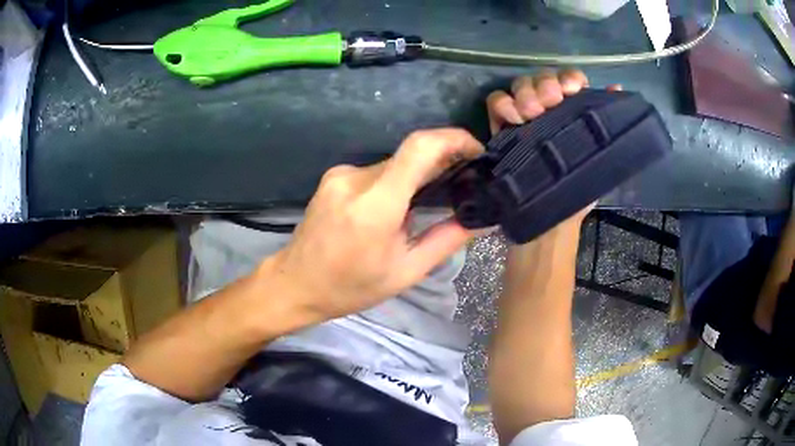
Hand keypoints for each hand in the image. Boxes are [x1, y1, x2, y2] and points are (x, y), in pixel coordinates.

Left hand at [267, 129, 483, 320]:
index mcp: (376, 205)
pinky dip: (394, 182)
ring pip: (394, 164)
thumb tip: (480, 220)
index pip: (419, 148)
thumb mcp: (405, 272)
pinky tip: (393, 209)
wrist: (295, 283)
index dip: (453, 139)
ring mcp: (341, 174)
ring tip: (423, 207)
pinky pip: (376, 171)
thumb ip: (446, 240)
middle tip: (461, 183)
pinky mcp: (334, 176)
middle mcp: (356, 179)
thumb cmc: (350, 287)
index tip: (476, 151)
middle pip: (410, 156)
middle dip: (440, 164)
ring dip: (415, 177)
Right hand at [486, 69, 618, 227]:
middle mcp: (549, 109)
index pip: (570, 80)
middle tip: (550, 102)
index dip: (570, 78)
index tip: (573, 91)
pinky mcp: (501, 127)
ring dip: (526, 92)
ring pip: (520, 85)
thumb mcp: (602, 159)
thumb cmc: (578, 192)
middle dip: (546, 84)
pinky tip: (514, 118)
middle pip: (542, 78)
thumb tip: (616, 89)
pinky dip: (503, 103)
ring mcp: (524, 117)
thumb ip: (609, 126)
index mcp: (574, 112)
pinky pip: (496, 102)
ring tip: (531, 113)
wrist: (548, 223)